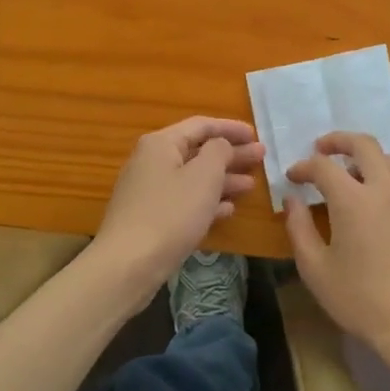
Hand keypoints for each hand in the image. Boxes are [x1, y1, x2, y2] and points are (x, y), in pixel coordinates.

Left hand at [92, 117, 263, 295]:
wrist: (128, 265)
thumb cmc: (171, 213)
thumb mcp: (204, 176)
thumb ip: (219, 151)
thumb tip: (221, 145)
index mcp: (161, 144)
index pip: (201, 125)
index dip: (231, 128)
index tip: (256, 135)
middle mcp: (152, 162)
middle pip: (198, 151)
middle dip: (231, 154)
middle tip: (261, 158)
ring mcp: (149, 191)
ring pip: (193, 178)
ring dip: (223, 179)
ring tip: (251, 185)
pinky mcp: (151, 218)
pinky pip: (185, 201)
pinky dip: (207, 201)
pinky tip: (228, 209)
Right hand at [283, 132, 389, 353]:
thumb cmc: (359, 300)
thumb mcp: (315, 269)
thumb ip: (299, 228)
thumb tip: (293, 201)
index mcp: (353, 200)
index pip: (324, 166)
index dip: (304, 166)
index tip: (293, 177)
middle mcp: (385, 191)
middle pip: (365, 145)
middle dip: (340, 140)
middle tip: (322, 149)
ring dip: (367, 159)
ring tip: (351, 176)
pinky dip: (386, 185)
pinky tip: (377, 211)